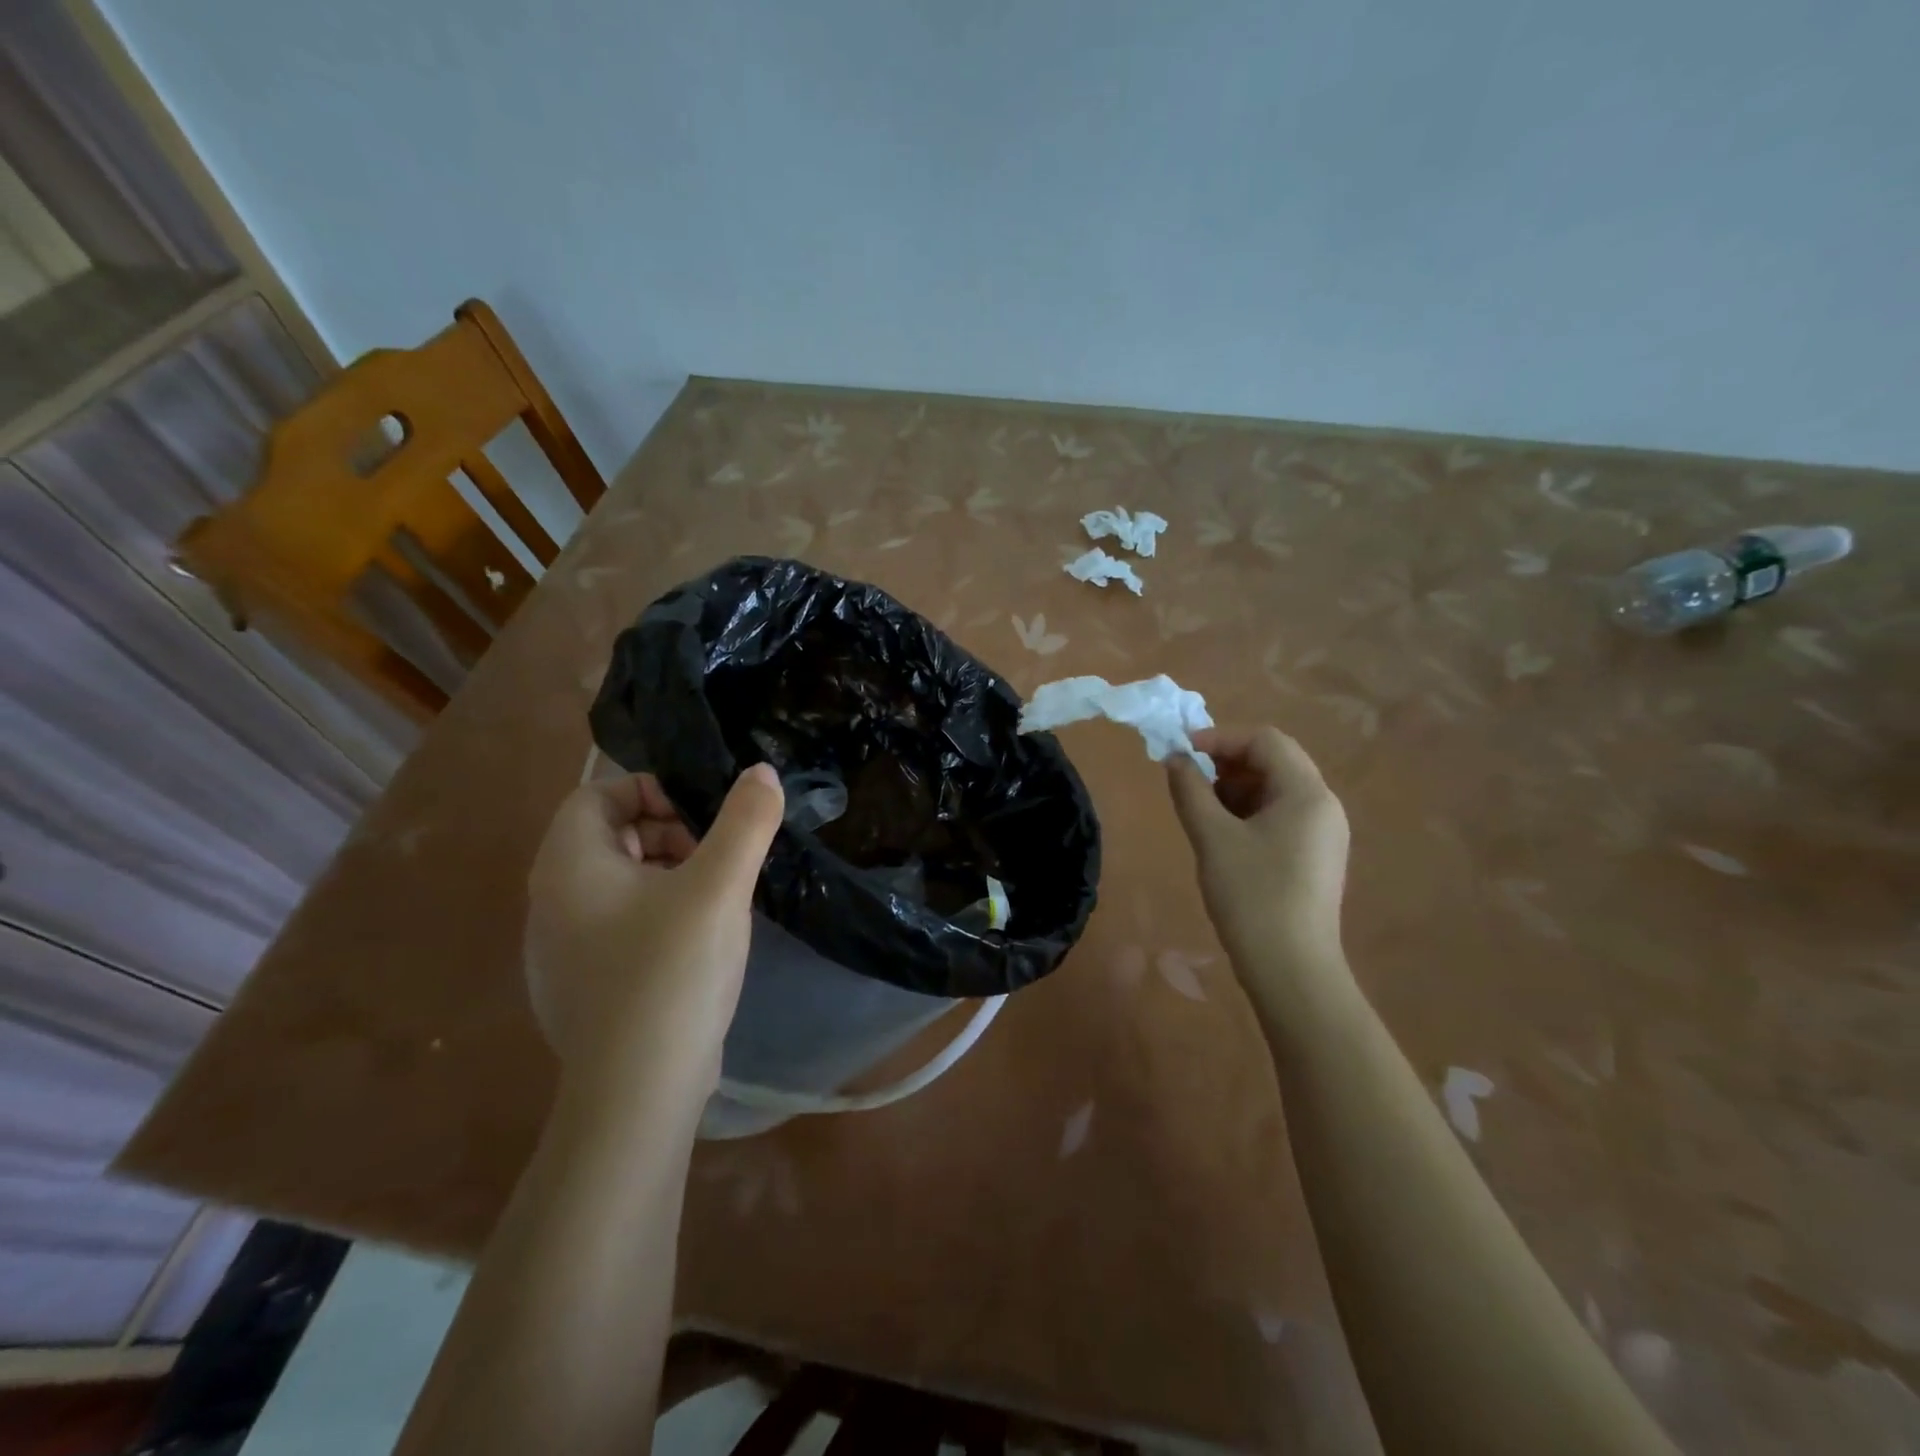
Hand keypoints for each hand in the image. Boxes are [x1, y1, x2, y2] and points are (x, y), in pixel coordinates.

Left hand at [524, 765, 783, 1090]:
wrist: (638, 1091)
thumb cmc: (672, 972)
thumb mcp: (720, 886)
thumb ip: (746, 821)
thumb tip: (762, 772)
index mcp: (569, 865)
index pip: (597, 794)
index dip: (652, 792)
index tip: (702, 819)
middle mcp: (551, 900)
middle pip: (607, 836)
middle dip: (667, 833)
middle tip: (716, 858)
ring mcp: (560, 948)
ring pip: (616, 882)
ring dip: (667, 874)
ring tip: (715, 899)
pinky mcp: (581, 984)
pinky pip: (617, 923)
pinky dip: (656, 914)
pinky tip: (695, 944)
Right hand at [1167, 727, 1352, 1005]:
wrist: (1291, 969)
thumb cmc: (1252, 895)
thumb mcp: (1212, 838)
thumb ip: (1190, 790)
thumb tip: (1174, 759)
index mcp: (1307, 793)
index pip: (1265, 740)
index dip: (1220, 738)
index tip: (1181, 753)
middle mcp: (1324, 805)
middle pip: (1275, 761)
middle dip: (1227, 762)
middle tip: (1189, 780)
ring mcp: (1324, 833)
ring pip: (1277, 789)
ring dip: (1236, 787)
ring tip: (1201, 810)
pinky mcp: (1316, 856)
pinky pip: (1282, 815)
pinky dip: (1249, 811)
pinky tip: (1223, 835)